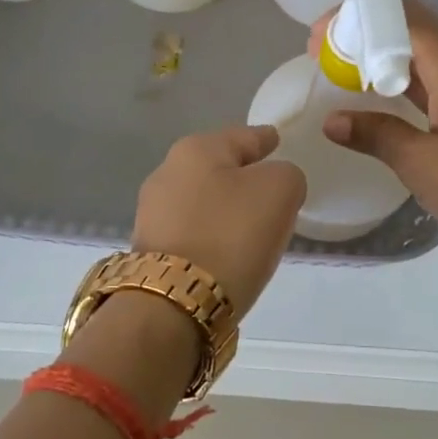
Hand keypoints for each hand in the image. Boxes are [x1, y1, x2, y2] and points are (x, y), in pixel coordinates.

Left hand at [133, 125, 305, 314]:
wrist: (176, 302)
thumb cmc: (232, 234)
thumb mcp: (280, 191)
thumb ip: (286, 175)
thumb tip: (274, 187)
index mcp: (196, 149)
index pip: (243, 136)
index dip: (264, 138)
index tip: (276, 139)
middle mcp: (167, 173)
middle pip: (217, 167)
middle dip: (242, 175)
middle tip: (270, 188)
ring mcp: (153, 213)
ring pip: (203, 200)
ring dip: (225, 209)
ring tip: (252, 225)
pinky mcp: (151, 250)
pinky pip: (193, 231)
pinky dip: (212, 235)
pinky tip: (227, 250)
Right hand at [316, 3, 437, 279]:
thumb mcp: (421, 165)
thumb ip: (376, 135)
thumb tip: (333, 120)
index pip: (405, 19)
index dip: (359, 18)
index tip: (320, 37)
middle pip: (419, 33)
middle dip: (370, 38)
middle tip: (327, 58)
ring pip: (434, 60)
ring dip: (391, 65)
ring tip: (349, 80)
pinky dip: (414, 87)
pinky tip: (390, 107)